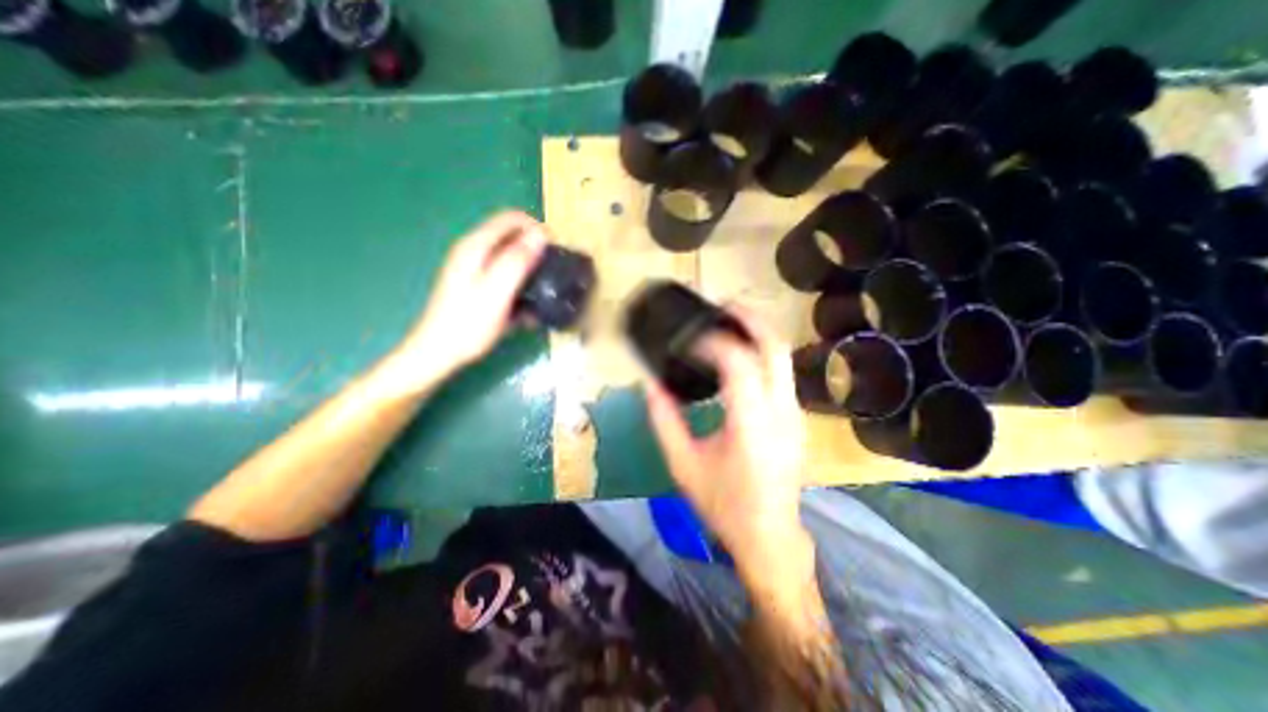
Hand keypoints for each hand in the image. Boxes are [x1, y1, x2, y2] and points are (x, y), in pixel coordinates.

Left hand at [386, 212, 543, 389]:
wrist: (439, 353)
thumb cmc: (469, 324)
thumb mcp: (497, 292)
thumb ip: (517, 261)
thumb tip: (541, 234)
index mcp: (476, 247)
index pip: (512, 219)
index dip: (537, 229)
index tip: (554, 253)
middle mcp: (474, 251)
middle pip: (512, 236)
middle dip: (535, 250)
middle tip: (552, 274)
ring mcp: (474, 268)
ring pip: (510, 256)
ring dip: (530, 270)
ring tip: (543, 292)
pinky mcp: (477, 285)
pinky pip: (505, 274)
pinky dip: (519, 284)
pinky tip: (527, 307)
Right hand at [645, 306, 812, 583]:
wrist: (770, 535)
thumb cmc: (723, 504)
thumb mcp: (683, 465)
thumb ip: (664, 421)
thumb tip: (650, 385)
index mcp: (751, 426)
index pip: (739, 365)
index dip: (714, 343)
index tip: (690, 338)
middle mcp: (781, 412)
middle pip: (775, 347)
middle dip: (750, 319)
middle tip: (723, 306)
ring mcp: (794, 413)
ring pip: (783, 356)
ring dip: (757, 333)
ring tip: (728, 324)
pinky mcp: (795, 417)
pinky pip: (780, 372)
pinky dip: (760, 352)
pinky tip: (739, 355)